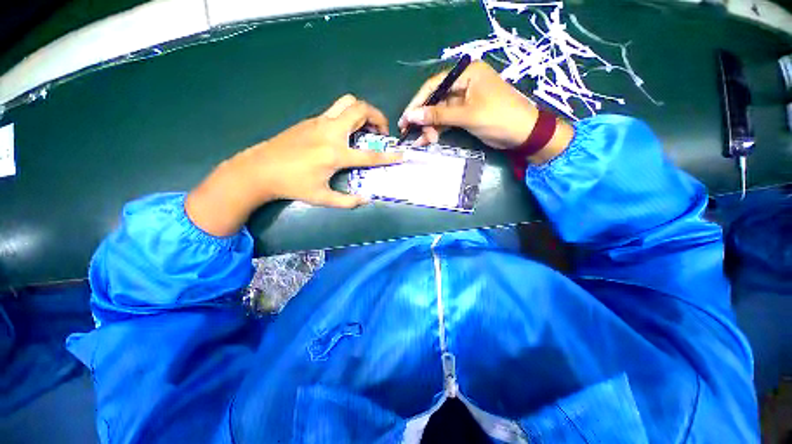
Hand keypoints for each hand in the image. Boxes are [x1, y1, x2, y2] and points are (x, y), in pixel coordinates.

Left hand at [186, 95, 401, 235]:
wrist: (259, 169)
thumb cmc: (292, 185)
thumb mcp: (321, 198)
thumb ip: (347, 201)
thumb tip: (365, 200)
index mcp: (335, 153)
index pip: (370, 154)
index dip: (388, 156)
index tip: (401, 155)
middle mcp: (330, 132)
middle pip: (360, 109)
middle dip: (377, 117)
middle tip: (380, 132)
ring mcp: (319, 122)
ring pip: (347, 102)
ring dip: (362, 112)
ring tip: (364, 128)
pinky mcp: (310, 120)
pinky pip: (335, 111)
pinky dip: (347, 117)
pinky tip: (343, 134)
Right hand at [398, 61, 572, 159]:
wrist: (524, 134)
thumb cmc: (499, 118)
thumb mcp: (468, 115)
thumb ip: (439, 116)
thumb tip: (412, 116)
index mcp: (467, 74)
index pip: (435, 85)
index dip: (418, 102)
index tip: (405, 118)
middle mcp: (464, 84)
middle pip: (435, 100)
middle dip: (423, 118)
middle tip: (408, 132)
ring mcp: (464, 101)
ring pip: (439, 113)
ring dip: (429, 127)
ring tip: (420, 141)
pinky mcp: (465, 115)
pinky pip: (446, 121)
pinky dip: (437, 131)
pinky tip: (428, 140)